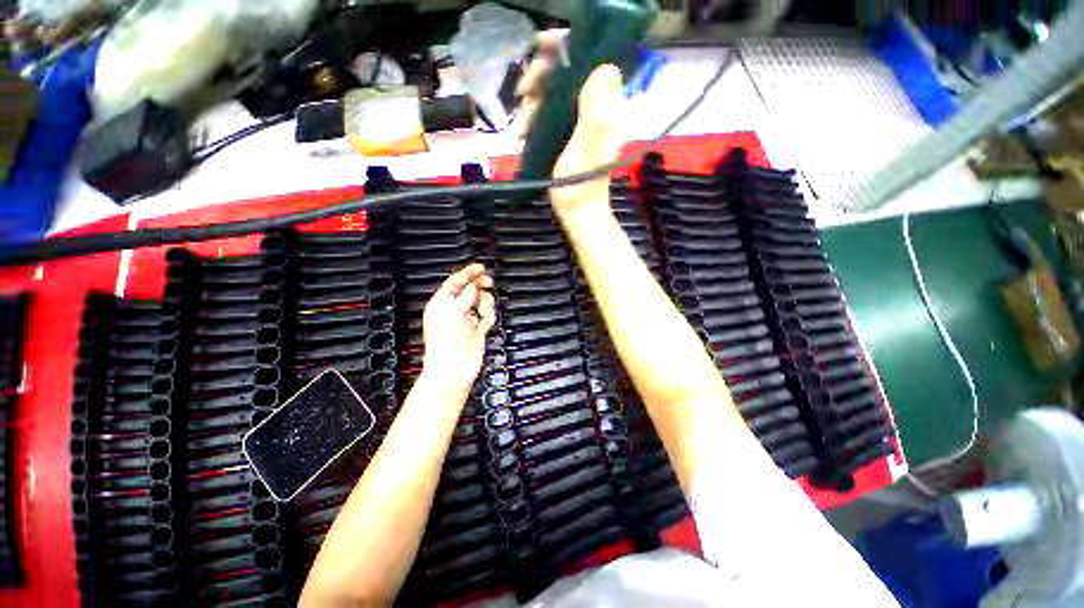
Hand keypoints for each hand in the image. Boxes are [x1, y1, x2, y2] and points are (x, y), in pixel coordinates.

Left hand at [421, 264, 495, 396]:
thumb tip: (475, 286)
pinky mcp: (477, 330)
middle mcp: (454, 309)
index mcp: (442, 302)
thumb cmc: (446, 339)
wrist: (453, 368)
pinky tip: (484, 325)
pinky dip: (488, 318)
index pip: (456, 281)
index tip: (481, 267)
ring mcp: (467, 320)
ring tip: (483, 312)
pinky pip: (487, 316)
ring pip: (481, 302)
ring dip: (485, 304)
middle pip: (470, 290)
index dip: (468, 272)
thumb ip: (466, 295)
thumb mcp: (453, 311)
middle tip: (489, 282)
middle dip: (480, 286)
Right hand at [514, 30, 626, 215]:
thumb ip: (598, 109)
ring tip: (522, 127)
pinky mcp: (567, 133)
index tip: (539, 52)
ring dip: (532, 103)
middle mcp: (596, 107)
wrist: (577, 213)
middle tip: (523, 95)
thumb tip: (603, 66)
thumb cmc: (581, 185)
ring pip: (553, 92)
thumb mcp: (590, 146)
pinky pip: (547, 112)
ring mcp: (580, 120)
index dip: (566, 48)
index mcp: (607, 106)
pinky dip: (533, 117)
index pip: (590, 58)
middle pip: (567, 71)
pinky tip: (523, 133)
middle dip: (541, 78)